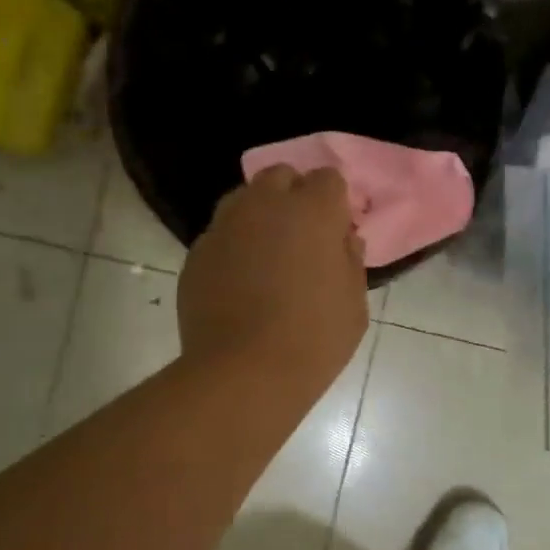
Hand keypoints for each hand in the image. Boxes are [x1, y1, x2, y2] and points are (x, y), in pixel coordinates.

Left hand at [178, 165, 368, 393]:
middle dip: (293, 196)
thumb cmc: (314, 339)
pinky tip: (238, 282)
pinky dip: (232, 246)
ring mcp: (224, 226)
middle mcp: (264, 205)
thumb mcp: (354, 304)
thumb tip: (343, 241)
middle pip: (280, 176)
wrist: (244, 373)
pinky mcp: (196, 253)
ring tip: (267, 255)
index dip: (334, 202)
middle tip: (302, 237)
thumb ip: (350, 261)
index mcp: (312, 211)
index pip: (328, 178)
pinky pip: (220, 235)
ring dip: (259, 215)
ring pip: (243, 200)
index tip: (336, 231)